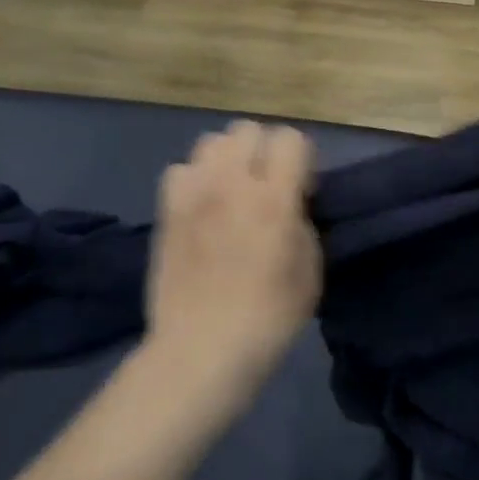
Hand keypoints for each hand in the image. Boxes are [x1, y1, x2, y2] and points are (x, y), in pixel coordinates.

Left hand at [144, 122, 322, 397]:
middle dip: (264, 150)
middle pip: (247, 129)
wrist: (202, 351)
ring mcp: (193, 195)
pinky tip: (202, 206)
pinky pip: (180, 170)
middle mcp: (231, 184)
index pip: (290, 138)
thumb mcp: (311, 269)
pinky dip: (195, 179)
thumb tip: (291, 204)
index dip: (302, 158)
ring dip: (228, 159)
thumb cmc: (269, 316)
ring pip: (211, 141)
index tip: (302, 190)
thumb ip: (303, 221)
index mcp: (274, 197)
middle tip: (267, 185)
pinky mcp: (167, 211)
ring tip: (232, 191)